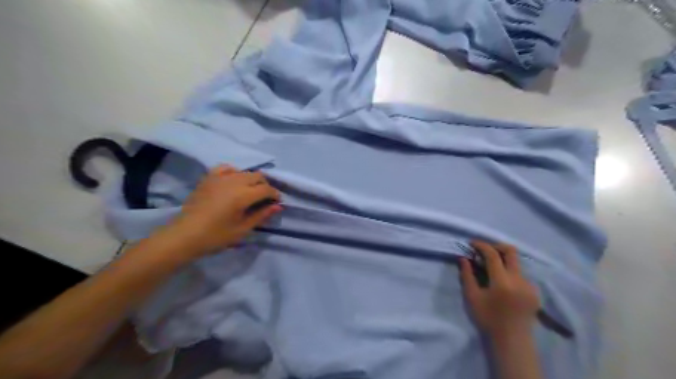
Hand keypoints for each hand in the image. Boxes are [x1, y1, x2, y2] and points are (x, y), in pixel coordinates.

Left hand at [157, 164, 281, 262]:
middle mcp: (233, 181)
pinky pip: (226, 168)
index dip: (275, 195)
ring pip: (244, 171)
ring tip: (250, 192)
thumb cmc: (216, 236)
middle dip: (265, 186)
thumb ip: (261, 215)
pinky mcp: (209, 178)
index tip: (277, 203)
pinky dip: (234, 172)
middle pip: (258, 176)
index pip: (266, 189)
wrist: (184, 235)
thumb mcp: (242, 229)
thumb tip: (278, 206)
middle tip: (264, 199)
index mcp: (243, 195)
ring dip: (252, 180)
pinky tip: (234, 181)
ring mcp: (219, 177)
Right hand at [459, 241, 539, 342]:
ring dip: (502, 259)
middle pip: (511, 251)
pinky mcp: (534, 291)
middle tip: (484, 251)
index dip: (481, 245)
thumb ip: (467, 275)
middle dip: (496, 246)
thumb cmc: (488, 319)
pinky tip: (502, 282)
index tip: (471, 243)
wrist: (512, 340)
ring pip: (516, 262)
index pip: (493, 254)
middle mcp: (519, 280)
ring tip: (491, 268)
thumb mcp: (472, 297)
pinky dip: (509, 271)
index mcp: (502, 282)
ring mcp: (529, 285)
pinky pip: (521, 274)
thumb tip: (463, 258)